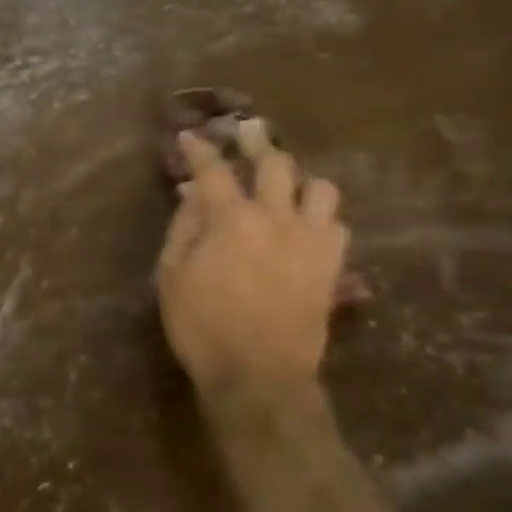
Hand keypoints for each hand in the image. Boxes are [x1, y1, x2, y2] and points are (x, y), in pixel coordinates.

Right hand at [156, 119, 350, 393]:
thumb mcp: (172, 275)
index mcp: (232, 219)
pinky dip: (322, 221)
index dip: (199, 149)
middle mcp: (276, 218)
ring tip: (287, 186)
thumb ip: (184, 227)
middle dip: (258, 142)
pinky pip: (339, 228)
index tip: (190, 137)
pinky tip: (308, 227)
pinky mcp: (331, 268)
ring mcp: (310, 241)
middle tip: (248, 133)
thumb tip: (193, 194)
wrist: (259, 378)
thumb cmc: (203, 326)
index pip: (213, 169)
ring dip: (302, 182)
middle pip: (275, 163)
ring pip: (322, 189)